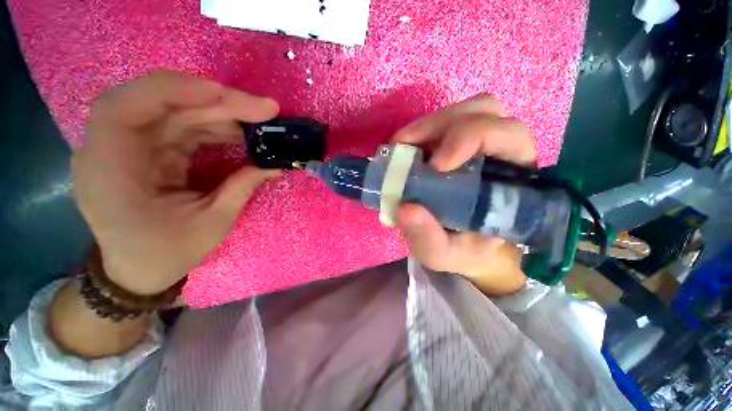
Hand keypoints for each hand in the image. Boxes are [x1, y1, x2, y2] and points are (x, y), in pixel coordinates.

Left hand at [72, 71, 280, 295]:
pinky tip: (242, 131)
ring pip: (177, 112)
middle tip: (265, 109)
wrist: (139, 268)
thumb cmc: (166, 253)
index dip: (172, 92)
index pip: (124, 109)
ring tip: (261, 121)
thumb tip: (274, 165)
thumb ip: (241, 188)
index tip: (223, 95)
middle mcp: (112, 150)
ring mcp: (131, 147)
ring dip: (222, 113)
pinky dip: (215, 125)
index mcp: (110, 173)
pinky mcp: (150, 149)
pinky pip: (183, 125)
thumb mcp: (211, 225)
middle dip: (218, 103)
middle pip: (162, 105)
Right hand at [392, 94, 535, 294]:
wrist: (463, 248)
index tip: (434, 166)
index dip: (470, 138)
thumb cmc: (463, 250)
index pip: (510, 135)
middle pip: (485, 110)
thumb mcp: (443, 254)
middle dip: (441, 125)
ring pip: (465, 110)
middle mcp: (502, 153)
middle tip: (406, 149)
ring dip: (429, 125)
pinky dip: (421, 131)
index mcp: (513, 179)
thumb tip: (405, 208)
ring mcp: (478, 145)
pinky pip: (443, 123)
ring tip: (403, 148)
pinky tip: (406, 150)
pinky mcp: (457, 145)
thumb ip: (428, 238)